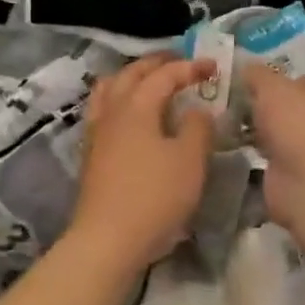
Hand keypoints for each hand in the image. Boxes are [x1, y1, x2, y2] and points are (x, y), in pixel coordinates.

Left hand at [69, 53, 216, 270]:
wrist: (108, 240)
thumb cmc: (155, 196)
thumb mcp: (190, 160)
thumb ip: (198, 127)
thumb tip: (196, 110)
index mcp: (136, 106)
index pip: (164, 75)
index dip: (189, 67)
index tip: (213, 66)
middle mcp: (112, 112)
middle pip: (130, 75)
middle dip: (156, 65)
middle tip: (180, 64)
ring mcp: (96, 134)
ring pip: (109, 91)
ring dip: (131, 80)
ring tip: (150, 83)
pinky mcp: (91, 156)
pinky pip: (104, 112)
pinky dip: (120, 102)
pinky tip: (133, 119)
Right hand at [241, 62, 304, 230]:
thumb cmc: (299, 123)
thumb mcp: (273, 86)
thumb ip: (257, 74)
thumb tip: (245, 67)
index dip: (292, 71)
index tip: (263, 69)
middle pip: (296, 103)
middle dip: (270, 99)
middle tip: (237, 90)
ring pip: (282, 129)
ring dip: (260, 125)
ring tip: (227, 113)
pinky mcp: (294, 171)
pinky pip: (271, 152)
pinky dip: (255, 148)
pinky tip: (232, 139)